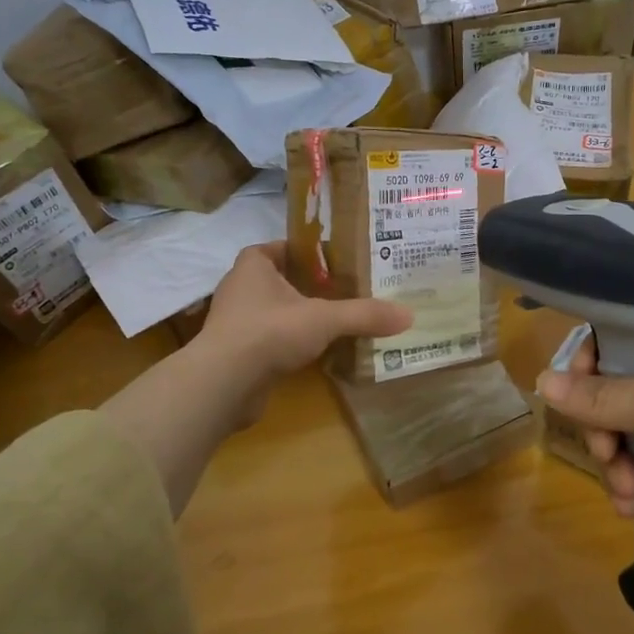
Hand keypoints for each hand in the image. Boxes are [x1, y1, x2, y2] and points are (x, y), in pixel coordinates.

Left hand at [192, 243, 410, 422]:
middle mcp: (240, 290)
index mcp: (253, 267)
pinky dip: (291, 343)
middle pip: (279, 280)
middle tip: (344, 290)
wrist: (224, 385)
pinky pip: (270, 340)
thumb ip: (364, 315)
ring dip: (300, 316)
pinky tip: (317, 351)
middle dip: (308, 285)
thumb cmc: (269, 332)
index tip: (332, 261)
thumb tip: (409, 315)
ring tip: (336, 320)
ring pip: (275, 312)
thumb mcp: (324, 319)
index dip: (303, 251)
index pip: (278, 248)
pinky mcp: (238, 354)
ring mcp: (236, 324)